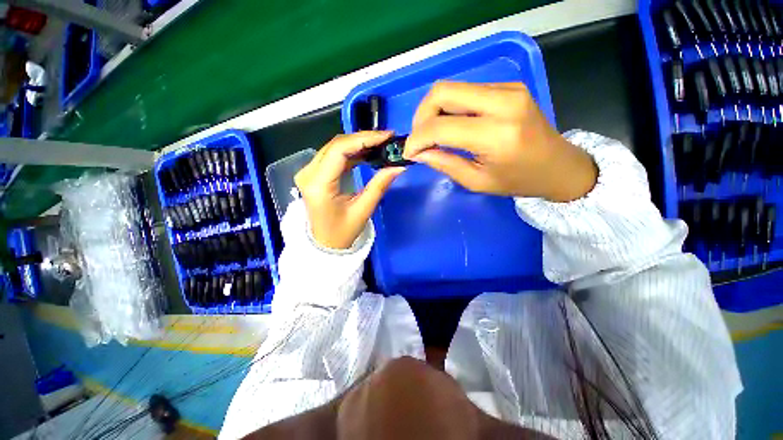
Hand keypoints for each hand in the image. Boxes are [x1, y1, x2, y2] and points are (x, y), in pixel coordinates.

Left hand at [295, 132, 404, 248]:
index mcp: (319, 184)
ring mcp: (309, 172)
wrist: (324, 244)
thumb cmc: (342, 233)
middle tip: (386, 139)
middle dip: (363, 139)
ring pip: (335, 148)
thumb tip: (398, 166)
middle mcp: (309, 174)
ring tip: (380, 144)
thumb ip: (379, 185)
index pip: (339, 150)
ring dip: (358, 144)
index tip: (386, 136)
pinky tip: (367, 153)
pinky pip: (333, 156)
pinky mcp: (314, 174)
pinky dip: (351, 152)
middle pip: (336, 145)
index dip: (364, 139)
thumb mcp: (363, 210)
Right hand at [403, 82, 596, 201]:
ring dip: (434, 110)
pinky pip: (466, 90)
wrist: (559, 166)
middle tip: (419, 138)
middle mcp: (502, 103)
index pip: (441, 127)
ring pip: (452, 88)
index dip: (417, 139)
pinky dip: (450, 107)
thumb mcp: (477, 181)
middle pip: (442, 92)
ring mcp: (508, 89)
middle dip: (421, 116)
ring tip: (432, 133)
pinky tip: (452, 125)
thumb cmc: (518, 181)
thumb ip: (444, 164)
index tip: (409, 152)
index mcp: (496, 135)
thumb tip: (419, 153)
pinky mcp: (509, 86)